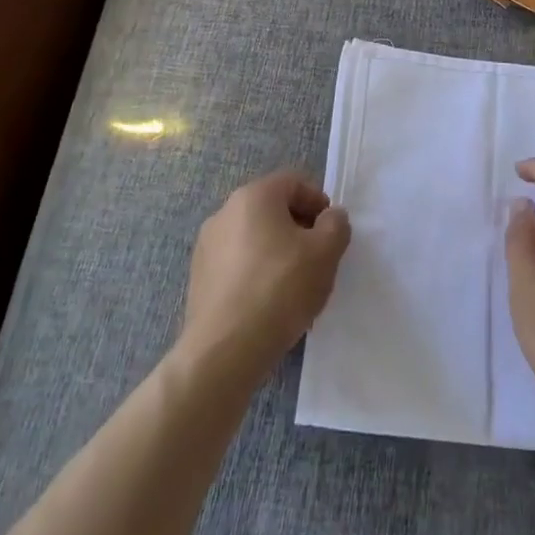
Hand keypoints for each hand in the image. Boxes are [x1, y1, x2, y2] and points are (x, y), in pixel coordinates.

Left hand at [180, 171, 350, 385]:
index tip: (331, 232)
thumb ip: (336, 225)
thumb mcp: (325, 252)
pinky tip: (269, 305)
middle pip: (272, 210)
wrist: (224, 351)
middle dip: (299, 229)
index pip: (293, 183)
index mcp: (253, 196)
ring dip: (278, 253)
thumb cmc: (280, 288)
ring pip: (255, 239)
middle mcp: (225, 212)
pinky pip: (238, 265)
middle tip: (318, 259)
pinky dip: (257, 274)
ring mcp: (207, 246)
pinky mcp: (199, 279)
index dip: (318, 202)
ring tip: (295, 287)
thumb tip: (330, 218)